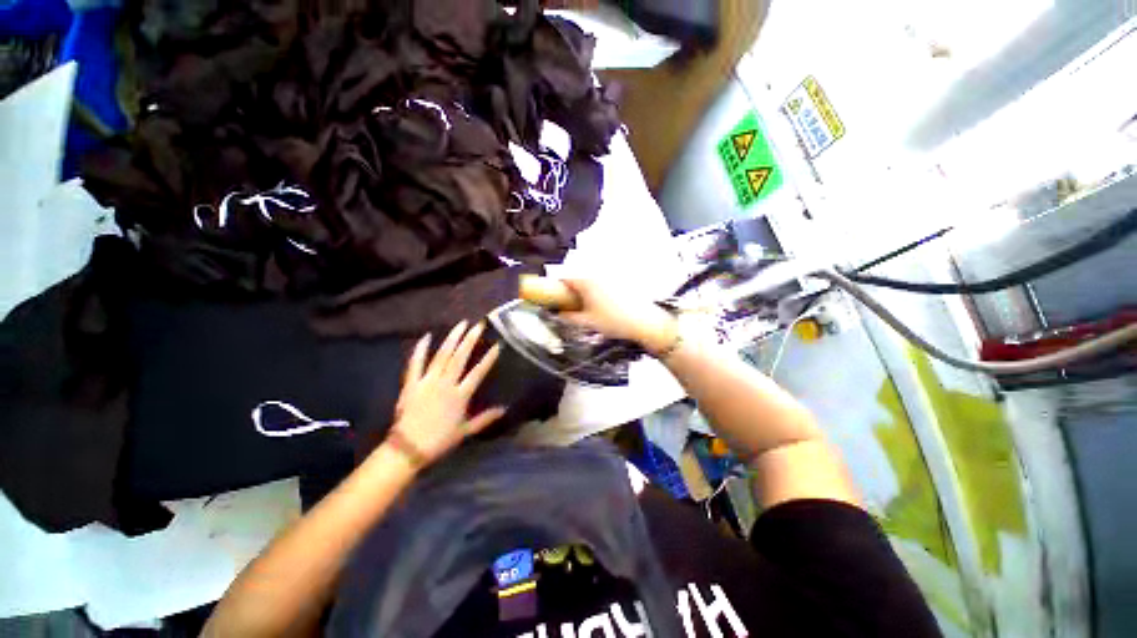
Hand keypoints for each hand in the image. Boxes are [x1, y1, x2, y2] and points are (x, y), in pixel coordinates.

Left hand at [387, 321, 504, 466]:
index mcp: (460, 395)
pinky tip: (427, 336)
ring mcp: (427, 381)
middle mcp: (445, 384)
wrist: (408, 449)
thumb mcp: (466, 431)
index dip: (488, 359)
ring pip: (442, 356)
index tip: (497, 345)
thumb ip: (485, 419)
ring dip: (452, 339)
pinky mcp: (411, 383)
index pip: (477, 373)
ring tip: (461, 324)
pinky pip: (416, 363)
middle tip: (478, 325)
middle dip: (470, 340)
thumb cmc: (439, 440)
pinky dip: (421, 349)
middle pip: (460, 358)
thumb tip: (504, 409)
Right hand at [558, 279, 678, 352]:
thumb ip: (569, 317)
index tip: (553, 298)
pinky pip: (601, 282)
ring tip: (586, 307)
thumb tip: (559, 314)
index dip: (555, 287)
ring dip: (584, 290)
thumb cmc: (613, 321)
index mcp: (586, 281)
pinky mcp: (620, 280)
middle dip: (570, 290)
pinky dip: (596, 290)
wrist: (645, 321)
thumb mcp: (587, 322)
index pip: (564, 277)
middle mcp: (597, 274)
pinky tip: (602, 305)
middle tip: (570, 306)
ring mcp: (610, 275)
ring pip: (589, 280)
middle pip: (577, 277)